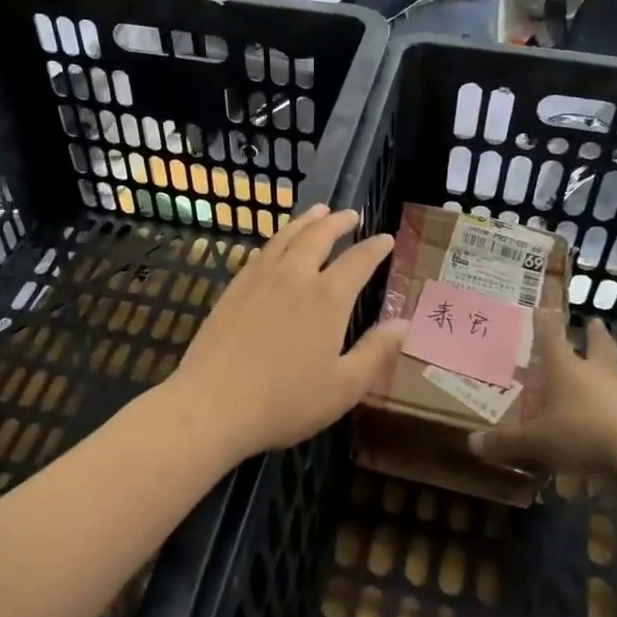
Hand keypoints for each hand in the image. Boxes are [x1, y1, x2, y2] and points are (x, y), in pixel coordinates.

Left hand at [165, 206, 405, 461]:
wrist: (213, 404)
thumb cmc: (286, 401)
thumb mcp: (344, 387)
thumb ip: (375, 351)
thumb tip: (403, 323)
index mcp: (327, 298)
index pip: (358, 261)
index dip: (375, 248)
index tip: (386, 238)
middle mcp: (294, 277)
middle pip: (319, 236)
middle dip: (338, 222)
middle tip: (352, 214)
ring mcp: (259, 280)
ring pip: (286, 237)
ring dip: (306, 221)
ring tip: (318, 211)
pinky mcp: (233, 290)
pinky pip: (261, 253)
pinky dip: (277, 240)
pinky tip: (277, 245)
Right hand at [470, 314, 616, 474]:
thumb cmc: (581, 432)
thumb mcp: (537, 440)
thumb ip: (507, 442)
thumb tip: (472, 443)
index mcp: (566, 369)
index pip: (551, 338)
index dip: (545, 323)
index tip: (543, 307)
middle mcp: (594, 373)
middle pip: (596, 345)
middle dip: (593, 334)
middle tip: (594, 322)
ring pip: (613, 371)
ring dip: (607, 367)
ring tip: (603, 370)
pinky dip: (615, 403)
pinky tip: (610, 414)